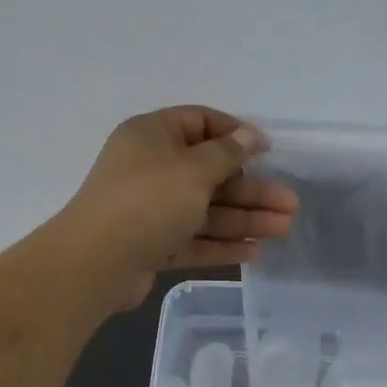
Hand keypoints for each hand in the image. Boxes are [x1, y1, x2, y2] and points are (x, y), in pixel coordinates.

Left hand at [59, 106, 298, 308]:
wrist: (96, 263)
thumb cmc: (148, 201)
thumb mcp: (194, 169)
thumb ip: (227, 152)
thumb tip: (249, 134)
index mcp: (153, 136)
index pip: (200, 123)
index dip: (236, 134)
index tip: (268, 151)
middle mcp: (151, 168)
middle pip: (211, 173)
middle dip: (252, 189)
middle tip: (290, 204)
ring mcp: (151, 209)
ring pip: (206, 209)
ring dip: (245, 218)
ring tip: (284, 229)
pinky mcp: (152, 244)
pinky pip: (193, 239)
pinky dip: (222, 244)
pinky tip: (254, 253)